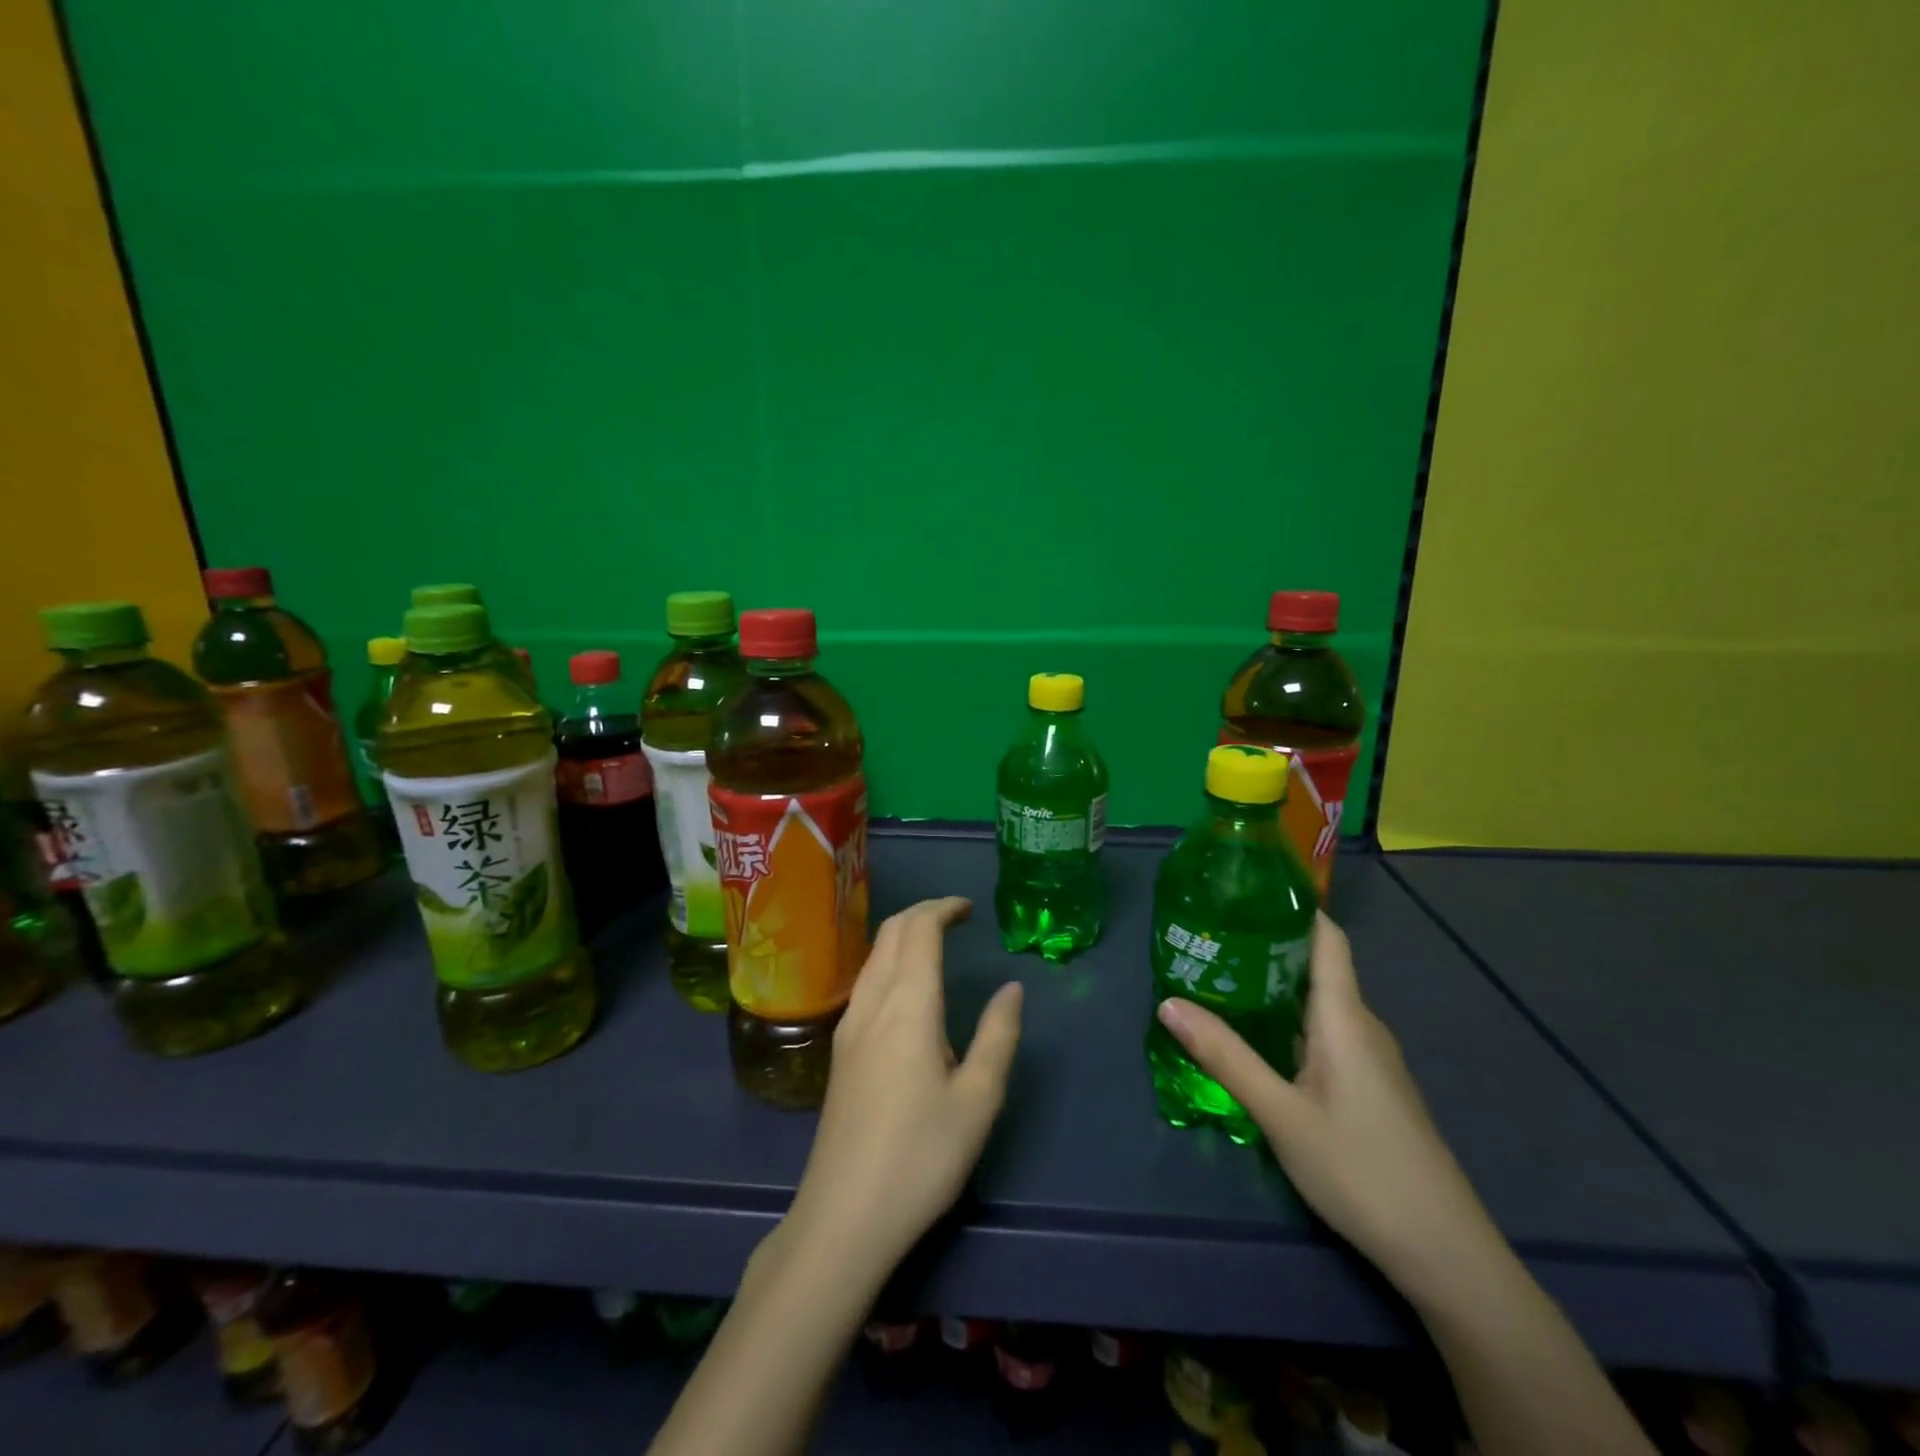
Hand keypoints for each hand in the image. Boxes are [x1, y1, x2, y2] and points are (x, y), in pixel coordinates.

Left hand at [782, 897, 1023, 1284]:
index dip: (943, 909)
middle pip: (890, 933)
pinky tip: (907, 990)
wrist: (844, 1217)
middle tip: (956, 918)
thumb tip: (1011, 988)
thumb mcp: (978, 1100)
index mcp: (907, 1005)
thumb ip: (998, 1036)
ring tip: (935, 944)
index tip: (969, 909)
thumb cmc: (921, 1157)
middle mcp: (871, 1003)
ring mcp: (849, 1027)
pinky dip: (889, 962)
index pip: (918, 930)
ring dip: (903, 936)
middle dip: (922, 913)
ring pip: (873, 956)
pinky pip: (865, 982)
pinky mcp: (840, 1052)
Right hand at [1155, 913, 1494, 1304]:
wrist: (1444, 1252)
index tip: (1245, 889)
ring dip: (1273, 984)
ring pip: (1318, 1002)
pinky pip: (1324, 1032)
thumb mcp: (1281, 1113)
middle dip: (1266, 944)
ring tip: (1220, 977)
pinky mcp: (1369, 1086)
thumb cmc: (1361, 1169)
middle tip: (1209, 935)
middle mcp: (1361, 1026)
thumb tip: (1168, 1002)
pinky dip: (1288, 1019)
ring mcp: (1369, 1059)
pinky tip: (1256, 1036)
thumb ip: (1225, 1056)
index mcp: (1345, 1017)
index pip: (1327, 938)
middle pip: (1316, 965)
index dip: (1292, 906)